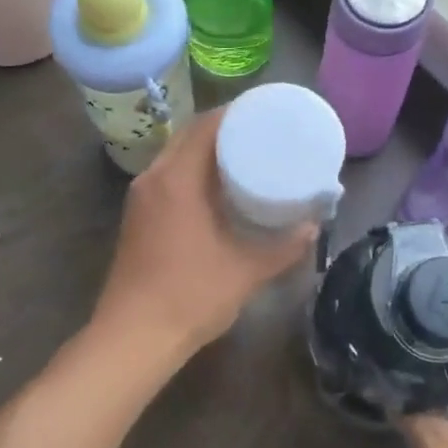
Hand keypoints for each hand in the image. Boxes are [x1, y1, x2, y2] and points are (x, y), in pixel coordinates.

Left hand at [91, 107, 315, 368]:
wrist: (133, 337)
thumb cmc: (190, 296)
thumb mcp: (246, 270)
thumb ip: (284, 246)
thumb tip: (314, 226)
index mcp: (177, 179)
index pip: (205, 125)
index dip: (236, 112)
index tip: (267, 110)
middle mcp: (154, 178)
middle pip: (189, 135)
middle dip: (224, 127)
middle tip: (263, 130)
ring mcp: (141, 198)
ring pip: (176, 155)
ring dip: (206, 148)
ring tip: (246, 153)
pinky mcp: (138, 217)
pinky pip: (168, 176)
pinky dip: (193, 169)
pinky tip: (218, 187)